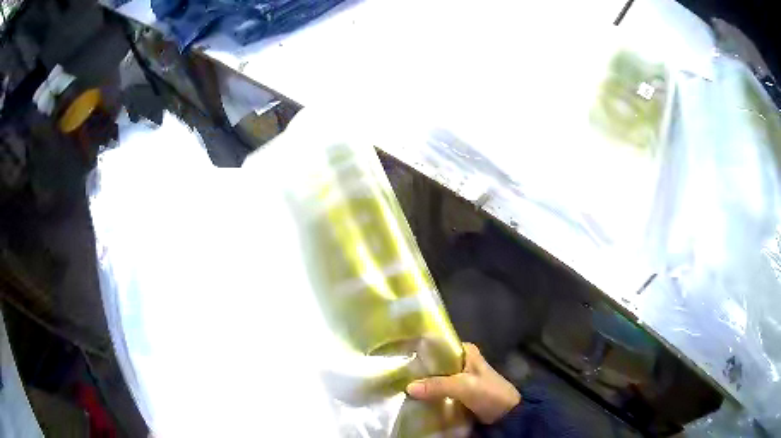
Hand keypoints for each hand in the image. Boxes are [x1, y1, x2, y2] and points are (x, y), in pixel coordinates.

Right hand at [406, 343, 520, 423]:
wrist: (507, 415)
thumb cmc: (490, 393)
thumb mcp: (464, 386)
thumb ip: (438, 385)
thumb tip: (408, 387)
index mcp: (465, 351)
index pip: (437, 346)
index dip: (419, 351)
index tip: (398, 356)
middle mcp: (460, 362)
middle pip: (433, 363)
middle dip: (417, 370)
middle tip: (394, 374)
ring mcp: (459, 378)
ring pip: (434, 378)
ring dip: (421, 383)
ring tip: (398, 386)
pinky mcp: (457, 393)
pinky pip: (438, 391)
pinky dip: (427, 394)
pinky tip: (412, 398)